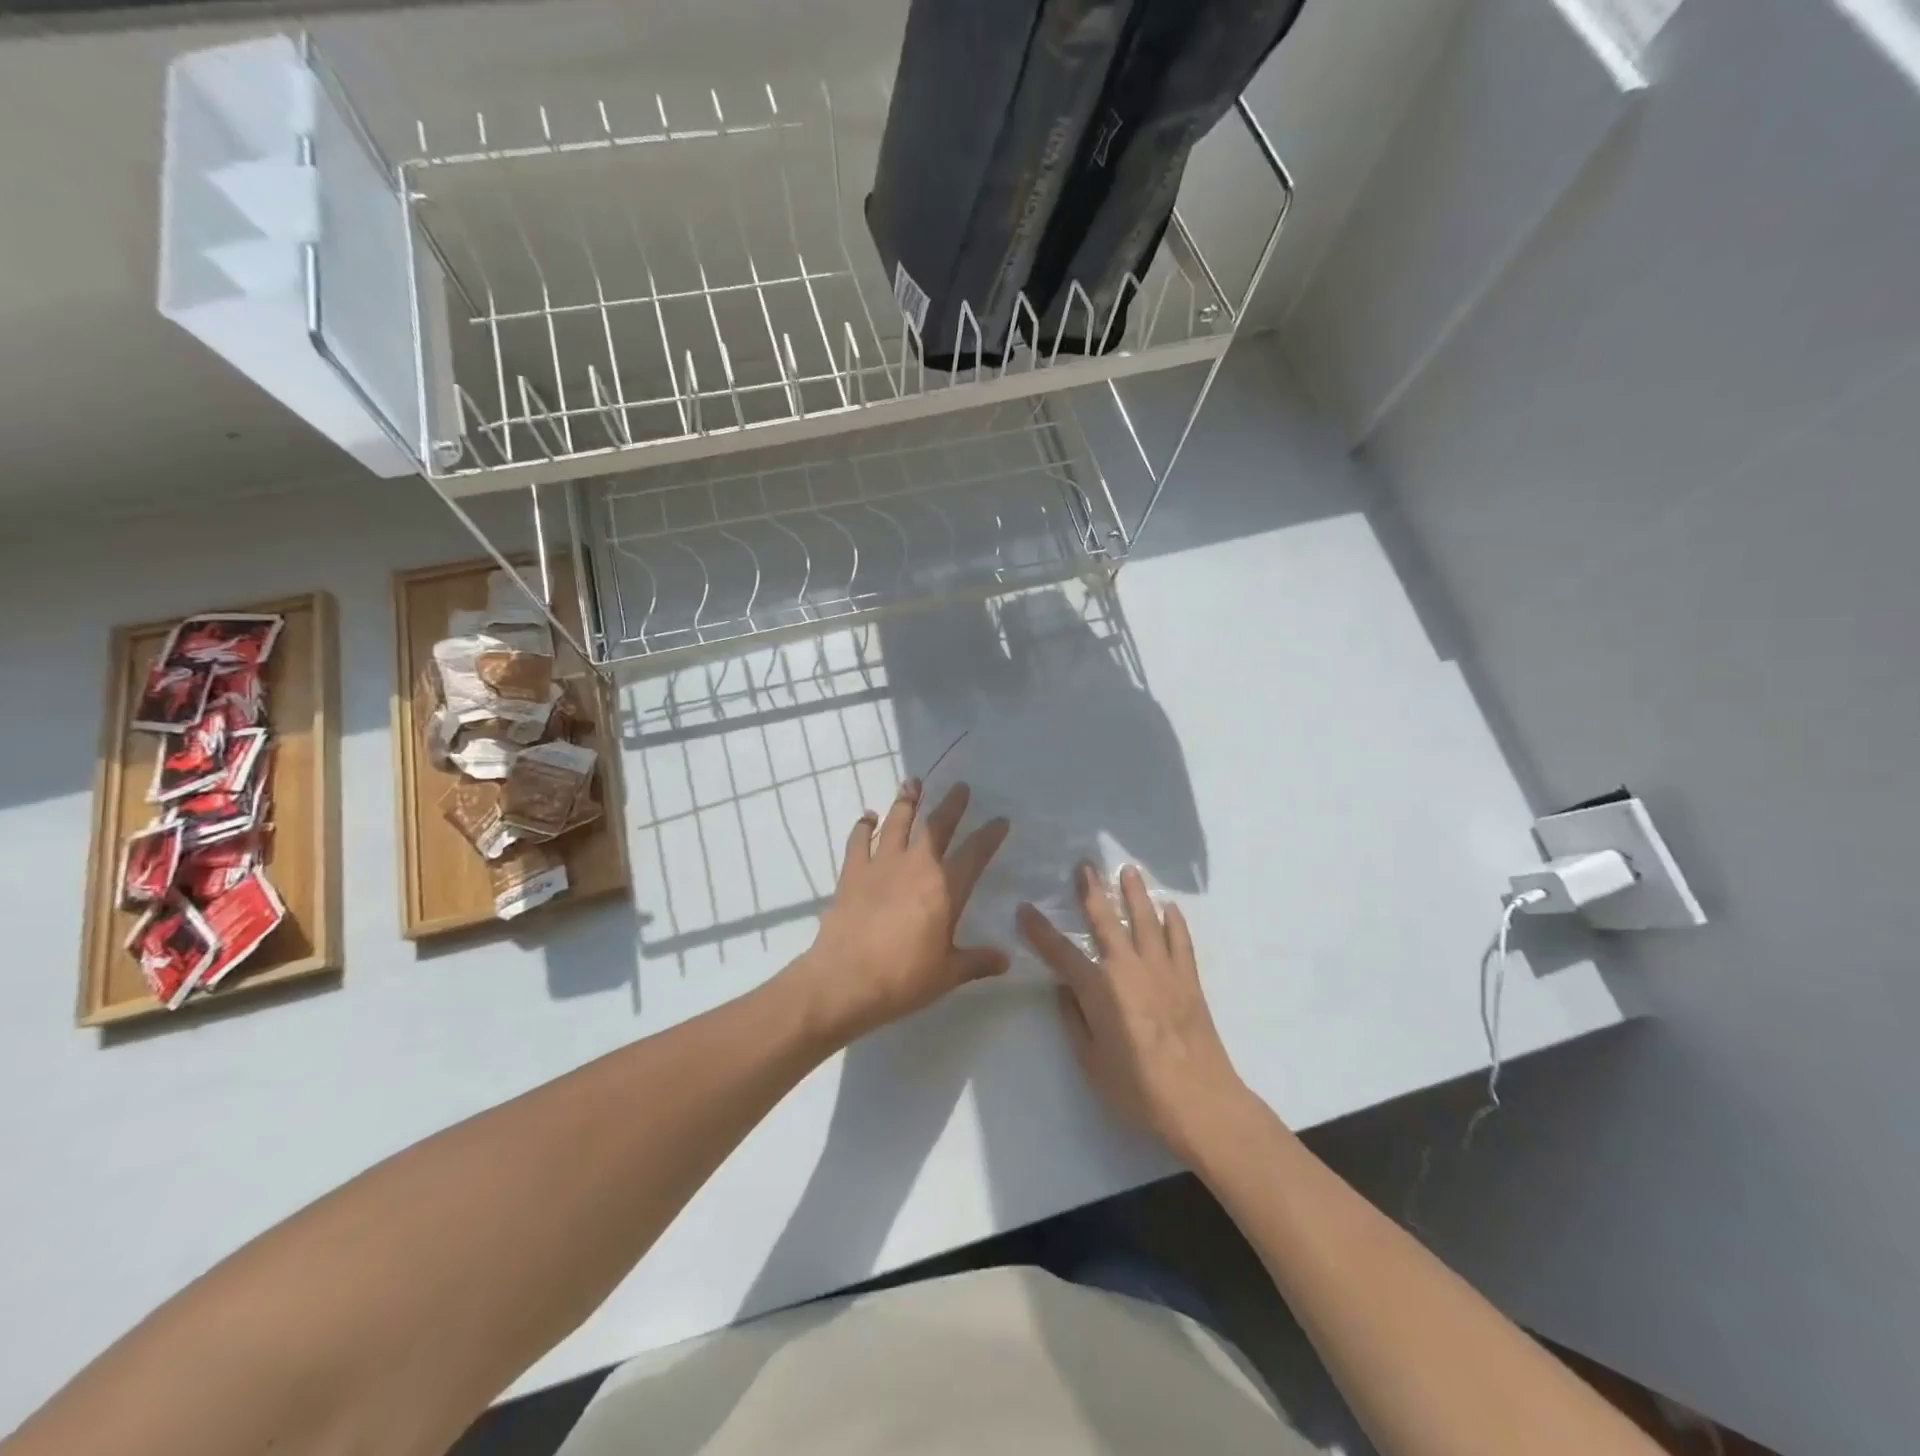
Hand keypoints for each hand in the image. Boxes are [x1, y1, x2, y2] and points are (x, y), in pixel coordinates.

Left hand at [789, 778, 1010, 1045]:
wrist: (844, 980)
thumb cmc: (903, 978)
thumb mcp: (948, 974)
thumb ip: (977, 961)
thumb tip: (1005, 961)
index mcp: (946, 888)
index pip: (975, 853)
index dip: (990, 834)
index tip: (1000, 819)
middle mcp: (916, 866)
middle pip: (938, 826)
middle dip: (952, 805)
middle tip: (961, 786)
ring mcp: (881, 865)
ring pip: (897, 822)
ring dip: (906, 801)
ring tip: (912, 782)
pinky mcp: (852, 872)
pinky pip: (858, 841)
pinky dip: (863, 826)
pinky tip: (867, 817)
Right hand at [1019, 864, 1247, 1160]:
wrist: (1200, 1102)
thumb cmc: (1137, 1089)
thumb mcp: (1091, 1061)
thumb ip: (1075, 1020)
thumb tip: (1065, 989)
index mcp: (1098, 989)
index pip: (1059, 953)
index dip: (1039, 930)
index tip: (1024, 909)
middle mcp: (1128, 968)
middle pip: (1105, 921)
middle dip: (1091, 891)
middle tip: (1084, 864)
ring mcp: (1162, 969)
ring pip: (1145, 920)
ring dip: (1134, 893)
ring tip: (1127, 870)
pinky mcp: (1188, 978)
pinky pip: (1180, 940)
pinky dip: (1174, 921)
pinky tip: (1169, 907)